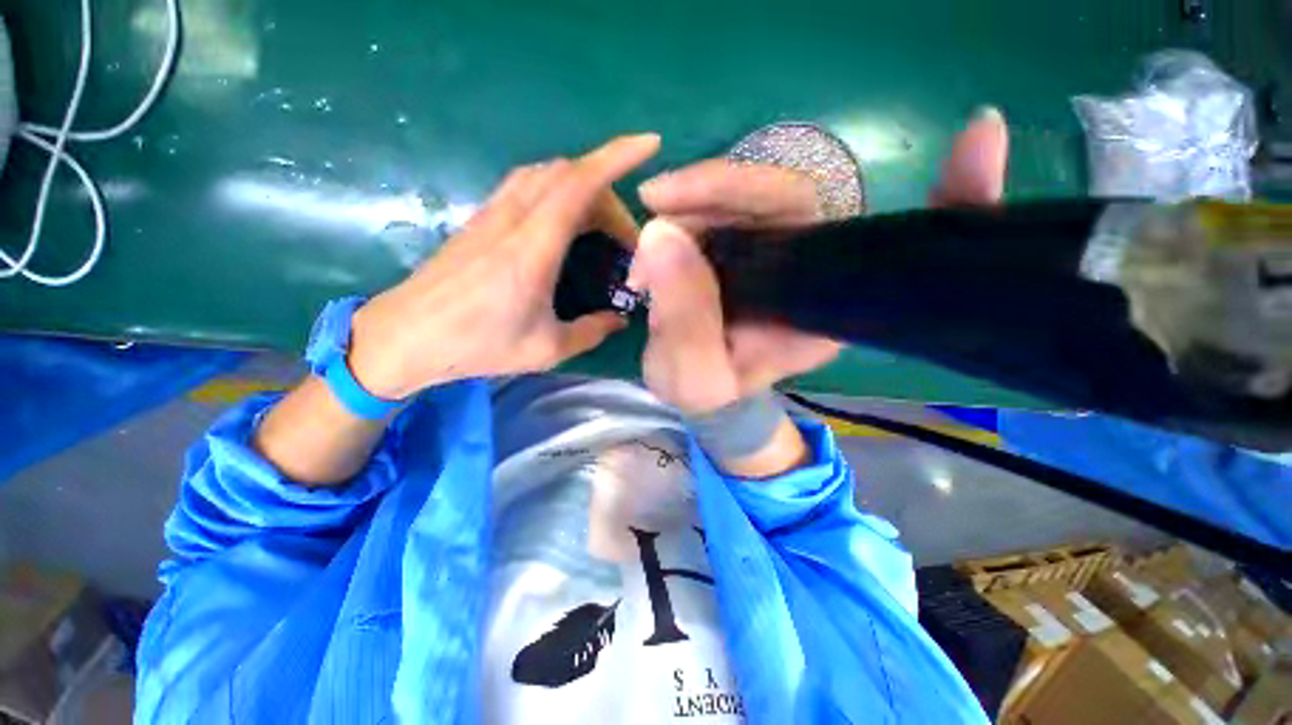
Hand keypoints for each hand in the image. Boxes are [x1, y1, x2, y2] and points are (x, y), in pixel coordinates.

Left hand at [348, 134, 659, 399]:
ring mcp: (493, 213)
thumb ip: (590, 331)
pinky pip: (527, 184)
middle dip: (608, 193)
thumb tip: (619, 320)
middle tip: (625, 238)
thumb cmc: (477, 345)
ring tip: (601, 225)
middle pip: (569, 175)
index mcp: (533, 248)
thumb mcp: (546, 348)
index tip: (649, 143)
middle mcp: (513, 218)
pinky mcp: (481, 218)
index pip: (579, 184)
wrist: (405, 336)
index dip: (616, 157)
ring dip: (582, 187)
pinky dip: (557, 189)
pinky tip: (565, 220)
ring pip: (546, 173)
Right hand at [631, 109, 1008, 414]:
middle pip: (790, 200)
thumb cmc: (708, 393)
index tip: (979, 137)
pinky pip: (727, 205)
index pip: (887, 251)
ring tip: (653, 214)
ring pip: (750, 195)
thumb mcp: (694, 379)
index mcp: (820, 315)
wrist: (699, 387)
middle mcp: (811, 273)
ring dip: (696, 195)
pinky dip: (694, 195)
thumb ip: (684, 323)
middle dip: (720, 189)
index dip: (950, 199)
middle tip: (659, 201)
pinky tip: (663, 202)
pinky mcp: (745, 243)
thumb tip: (661, 236)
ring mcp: (776, 252)